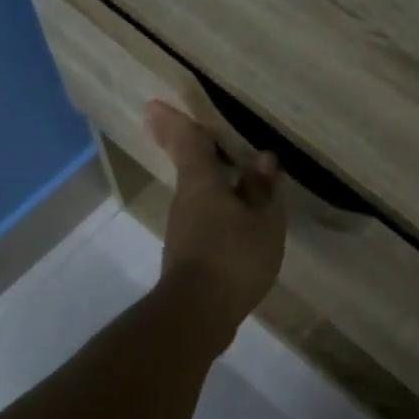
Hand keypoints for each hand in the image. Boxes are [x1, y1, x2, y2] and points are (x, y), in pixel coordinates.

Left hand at [145, 102, 286, 340]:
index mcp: (201, 182)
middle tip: (200, 133)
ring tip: (239, 178)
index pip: (188, 141)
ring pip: (199, 195)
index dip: (176, 121)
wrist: (198, 313)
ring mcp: (183, 228)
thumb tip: (263, 160)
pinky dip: (219, 210)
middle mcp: (185, 199)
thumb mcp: (264, 222)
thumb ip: (263, 190)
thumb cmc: (234, 257)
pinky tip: (239, 219)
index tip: (155, 104)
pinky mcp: (188, 253)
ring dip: (214, 184)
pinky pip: (205, 218)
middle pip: (191, 167)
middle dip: (194, 150)